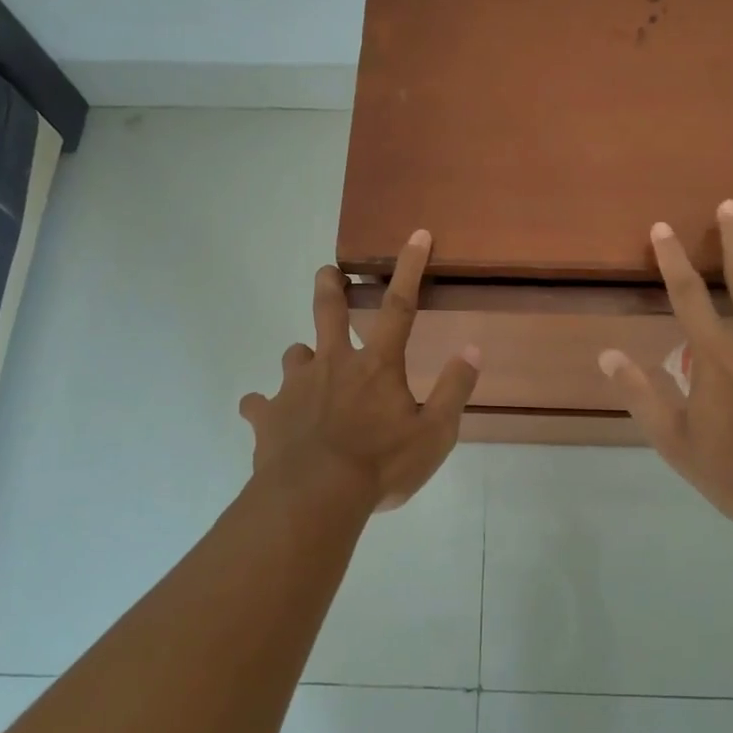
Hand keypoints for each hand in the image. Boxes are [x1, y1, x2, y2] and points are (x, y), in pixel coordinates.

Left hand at [240, 230, 480, 515]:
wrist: (314, 498)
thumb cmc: (381, 464)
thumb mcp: (435, 433)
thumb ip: (454, 390)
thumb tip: (473, 349)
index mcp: (376, 365)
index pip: (400, 306)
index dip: (410, 268)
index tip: (416, 235)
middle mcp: (333, 364)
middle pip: (328, 312)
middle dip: (329, 286)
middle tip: (325, 271)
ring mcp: (295, 387)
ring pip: (294, 355)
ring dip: (303, 357)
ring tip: (308, 369)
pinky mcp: (268, 415)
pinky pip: (260, 404)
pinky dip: (265, 407)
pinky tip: (268, 417)